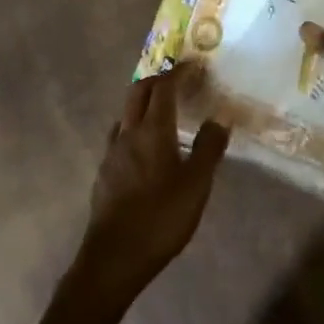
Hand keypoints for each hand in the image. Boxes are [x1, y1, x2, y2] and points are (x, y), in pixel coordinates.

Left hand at [73, 63, 229, 306]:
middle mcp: (128, 133)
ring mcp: (111, 153)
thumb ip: (209, 148)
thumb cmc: (161, 218)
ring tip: (164, 112)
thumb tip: (219, 119)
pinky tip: (145, 147)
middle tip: (179, 82)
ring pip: (126, 113)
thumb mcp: (197, 185)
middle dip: (158, 80)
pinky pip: (120, 135)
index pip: (164, 87)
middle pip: (138, 91)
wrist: (114, 258)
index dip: (180, 72)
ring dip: (143, 102)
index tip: (196, 66)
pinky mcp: (104, 172)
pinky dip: (135, 127)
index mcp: (153, 130)